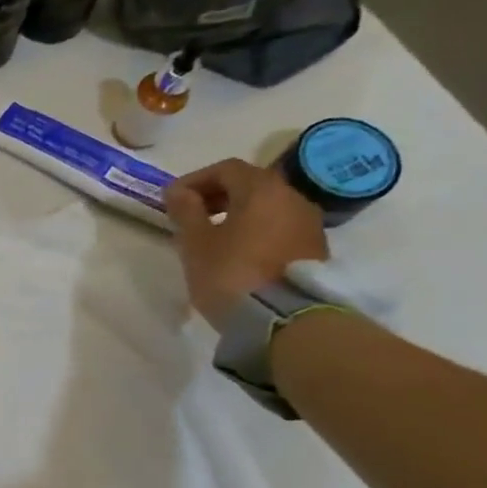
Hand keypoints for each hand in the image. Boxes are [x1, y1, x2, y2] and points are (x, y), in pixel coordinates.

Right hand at [164, 158, 327, 330]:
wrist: (282, 318)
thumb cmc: (230, 273)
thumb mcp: (196, 243)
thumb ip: (186, 211)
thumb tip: (178, 191)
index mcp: (262, 189)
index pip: (226, 169)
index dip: (195, 179)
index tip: (172, 199)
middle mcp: (292, 197)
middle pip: (250, 184)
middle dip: (217, 195)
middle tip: (190, 216)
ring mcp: (308, 223)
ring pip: (267, 206)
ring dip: (237, 213)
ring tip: (212, 237)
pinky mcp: (314, 248)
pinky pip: (278, 227)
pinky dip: (255, 230)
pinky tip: (237, 252)